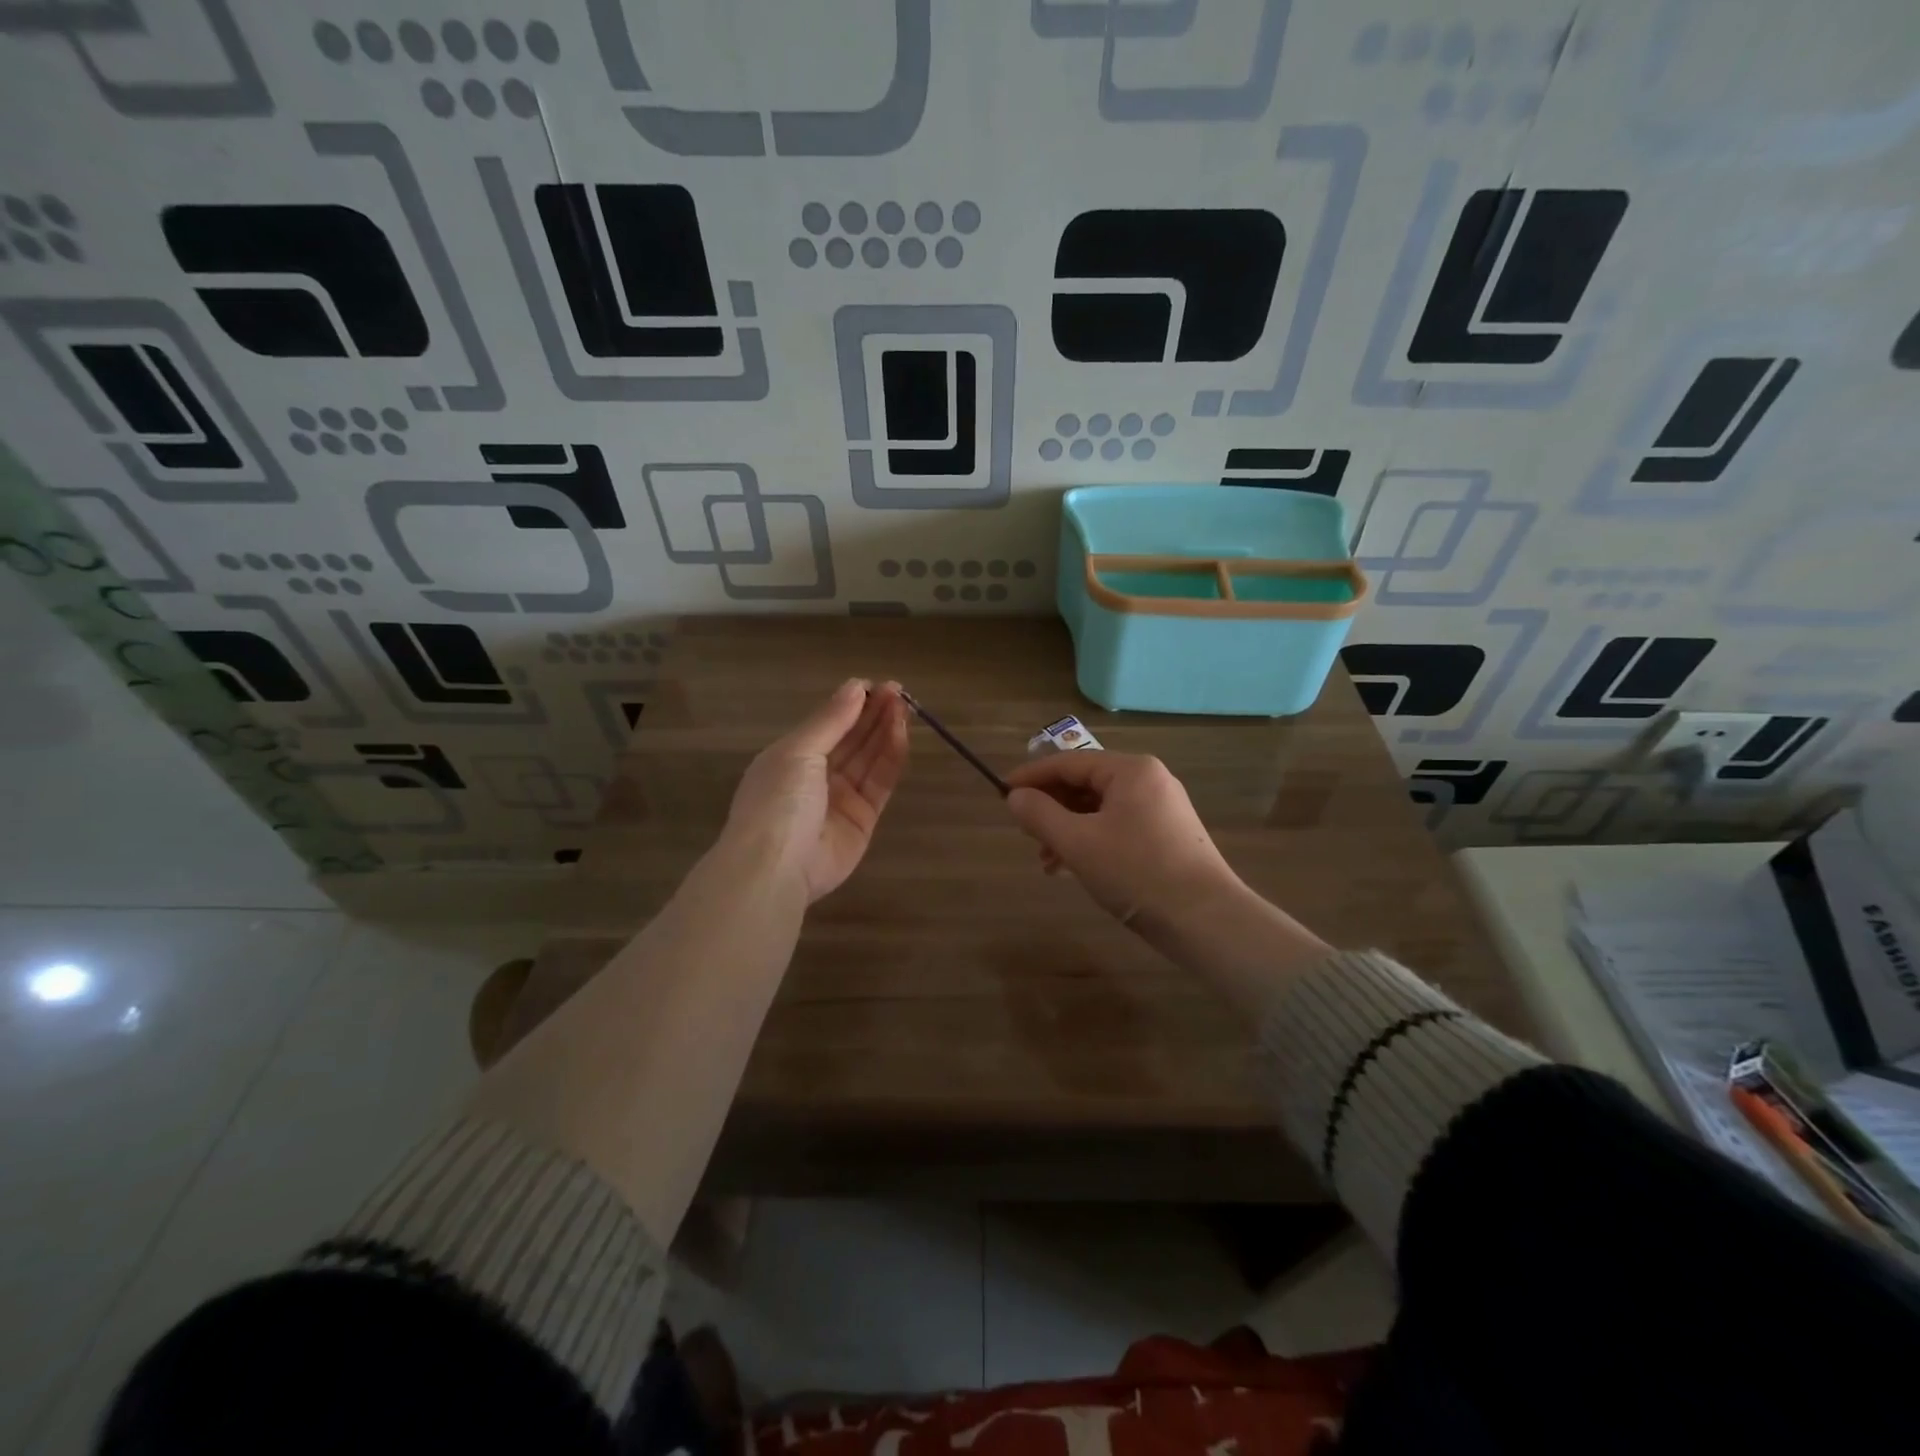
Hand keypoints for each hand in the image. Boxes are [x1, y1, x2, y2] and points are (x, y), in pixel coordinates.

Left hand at [723, 678, 907, 902]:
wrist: (775, 867)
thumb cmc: (777, 800)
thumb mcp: (798, 751)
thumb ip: (830, 720)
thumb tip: (855, 687)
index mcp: (791, 757)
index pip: (828, 724)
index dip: (852, 704)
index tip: (877, 685)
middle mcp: (816, 776)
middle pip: (851, 739)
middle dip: (873, 714)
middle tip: (898, 691)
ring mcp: (840, 799)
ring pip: (868, 758)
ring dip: (885, 731)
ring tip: (904, 706)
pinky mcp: (863, 821)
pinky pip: (880, 784)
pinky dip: (891, 758)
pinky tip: (901, 734)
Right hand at [1003, 752, 1242, 937]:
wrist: (1206, 920)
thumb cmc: (1137, 872)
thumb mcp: (1078, 843)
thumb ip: (1040, 815)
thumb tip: (1015, 797)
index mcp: (1131, 770)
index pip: (1070, 762)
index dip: (1032, 776)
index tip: (1002, 792)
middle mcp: (1149, 780)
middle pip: (1086, 783)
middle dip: (1051, 806)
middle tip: (1024, 829)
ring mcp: (1162, 809)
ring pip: (1100, 809)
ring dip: (1068, 828)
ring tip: (1044, 859)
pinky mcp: (1168, 836)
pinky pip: (1118, 826)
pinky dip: (1091, 840)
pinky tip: (1072, 868)